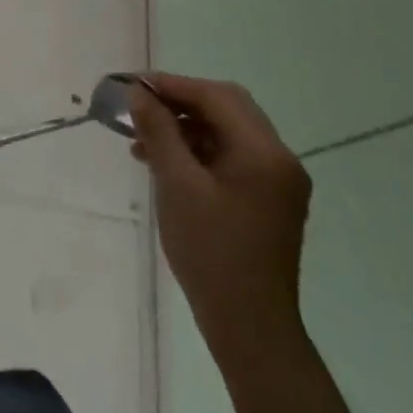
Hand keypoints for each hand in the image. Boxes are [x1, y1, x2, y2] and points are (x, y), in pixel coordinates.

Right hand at [129, 73, 310, 366]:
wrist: (249, 328)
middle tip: (139, 106)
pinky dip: (197, 150)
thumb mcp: (177, 185)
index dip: (172, 85)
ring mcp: (277, 182)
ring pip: (226, 131)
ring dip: (186, 127)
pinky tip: (165, 163)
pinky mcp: (267, 200)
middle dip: (180, 101)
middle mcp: (279, 160)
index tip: (133, 86)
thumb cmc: (211, 252)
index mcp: (264, 153)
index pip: (216, 97)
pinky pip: (230, 156)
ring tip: (143, 140)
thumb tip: (139, 92)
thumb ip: (159, 131)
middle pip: (226, 107)